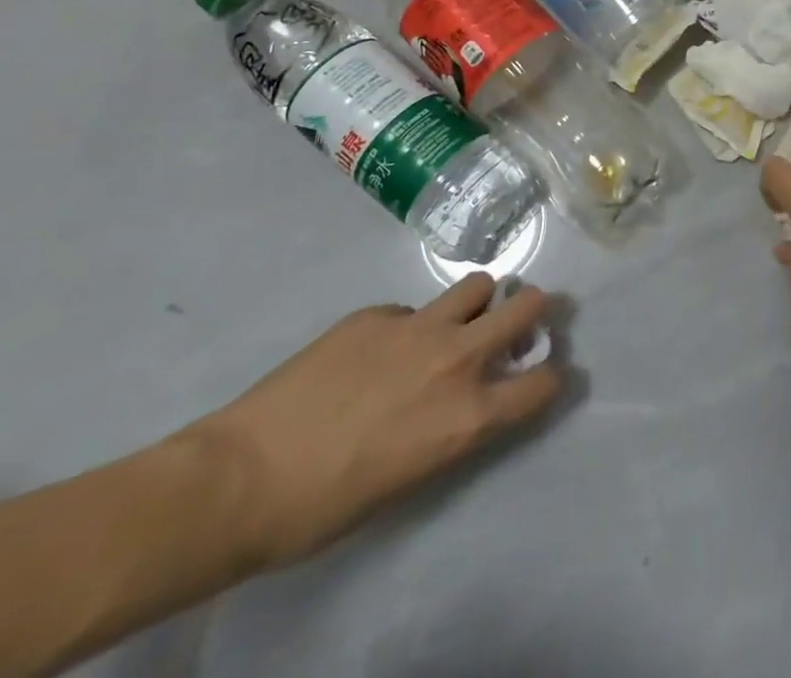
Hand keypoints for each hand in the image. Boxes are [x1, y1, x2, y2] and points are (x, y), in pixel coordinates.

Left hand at [186, 274, 562, 569]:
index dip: (550, 377)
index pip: (543, 382)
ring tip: (457, 320)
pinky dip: (409, 325)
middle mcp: (458, 359)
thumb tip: (469, 399)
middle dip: (535, 308)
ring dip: (478, 301)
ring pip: (478, 285)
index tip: (544, 374)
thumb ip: (456, 426)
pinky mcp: (375, 313)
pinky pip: (411, 309)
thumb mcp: (412, 477)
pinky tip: (375, 352)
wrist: (240, 480)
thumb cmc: (327, 506)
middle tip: (524, 318)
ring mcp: (417, 327)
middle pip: (527, 306)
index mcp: (469, 414)